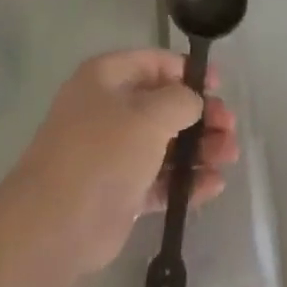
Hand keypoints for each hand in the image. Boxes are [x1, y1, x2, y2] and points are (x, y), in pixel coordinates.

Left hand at [8, 49, 239, 278]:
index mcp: (106, 78)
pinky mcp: (120, 191)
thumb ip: (181, 101)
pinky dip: (186, 181)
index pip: (153, 63)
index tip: (218, 86)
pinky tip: (214, 185)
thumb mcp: (149, 115)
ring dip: (199, 149)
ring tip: (229, 156)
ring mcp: (113, 153)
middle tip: (229, 128)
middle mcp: (108, 110)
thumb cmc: (103, 152)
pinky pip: (160, 180)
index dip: (187, 72)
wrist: (56, 222)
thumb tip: (193, 101)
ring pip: (165, 144)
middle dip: (200, 116)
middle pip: (163, 106)